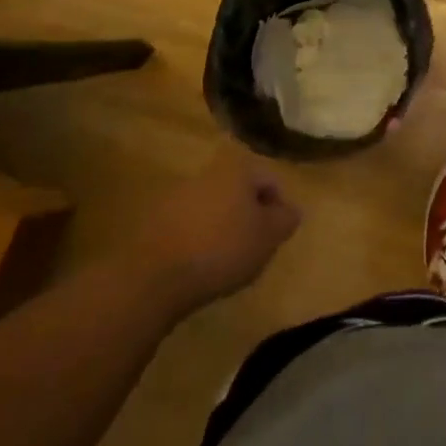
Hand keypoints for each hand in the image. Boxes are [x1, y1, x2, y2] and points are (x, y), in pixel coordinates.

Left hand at [141, 148, 300, 315]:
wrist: (153, 276)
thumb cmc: (221, 249)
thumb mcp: (267, 237)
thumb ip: (285, 220)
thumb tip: (292, 210)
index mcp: (237, 169)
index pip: (269, 179)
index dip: (280, 207)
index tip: (278, 235)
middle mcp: (208, 172)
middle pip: (239, 190)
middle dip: (250, 215)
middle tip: (255, 246)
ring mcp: (178, 194)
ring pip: (213, 206)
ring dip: (223, 226)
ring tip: (227, 259)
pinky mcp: (155, 219)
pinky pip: (189, 224)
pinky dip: (199, 238)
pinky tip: (200, 265)